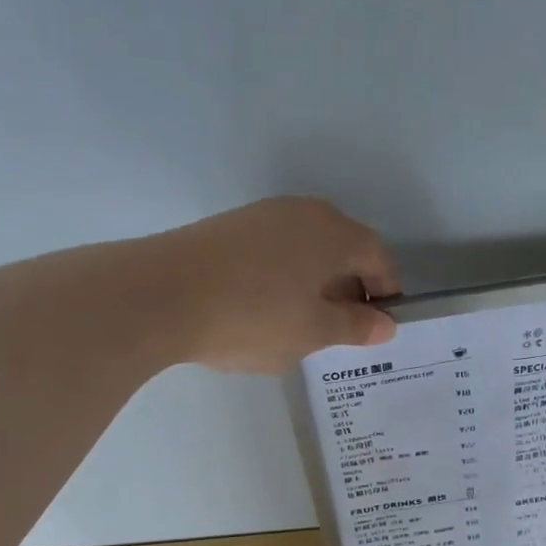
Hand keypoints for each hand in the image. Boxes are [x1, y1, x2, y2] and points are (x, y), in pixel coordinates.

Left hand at [153, 197, 401, 372]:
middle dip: (350, 289)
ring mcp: (262, 215)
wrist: (159, 295)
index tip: (379, 327)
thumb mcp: (314, 332)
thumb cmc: (254, 316)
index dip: (386, 293)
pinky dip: (283, 278)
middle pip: (343, 250)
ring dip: (315, 284)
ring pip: (306, 251)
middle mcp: (303, 213)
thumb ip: (355, 326)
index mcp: (334, 233)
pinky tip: (264, 310)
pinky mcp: (229, 227)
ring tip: (301, 324)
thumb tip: (386, 324)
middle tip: (341, 330)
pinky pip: (275, 251)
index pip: (378, 258)